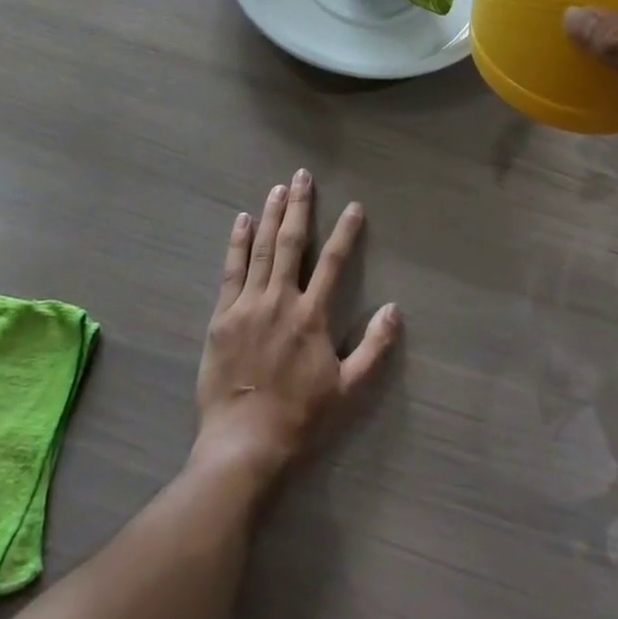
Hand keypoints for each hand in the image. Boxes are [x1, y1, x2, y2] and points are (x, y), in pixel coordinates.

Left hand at [192, 170, 399, 490]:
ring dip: (272, 215)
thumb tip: (394, 309)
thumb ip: (373, 348)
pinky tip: (242, 220)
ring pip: (263, 249)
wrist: (244, 443)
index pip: (334, 263)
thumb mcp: (347, 390)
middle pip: (293, 243)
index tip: (354, 206)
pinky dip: (238, 243)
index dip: (346, 232)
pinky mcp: (223, 315)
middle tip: (303, 175)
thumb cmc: (299, 418)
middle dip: (300, 207)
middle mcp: (282, 300)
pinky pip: (232, 270)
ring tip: (278, 187)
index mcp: (312, 316)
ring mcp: (249, 304)